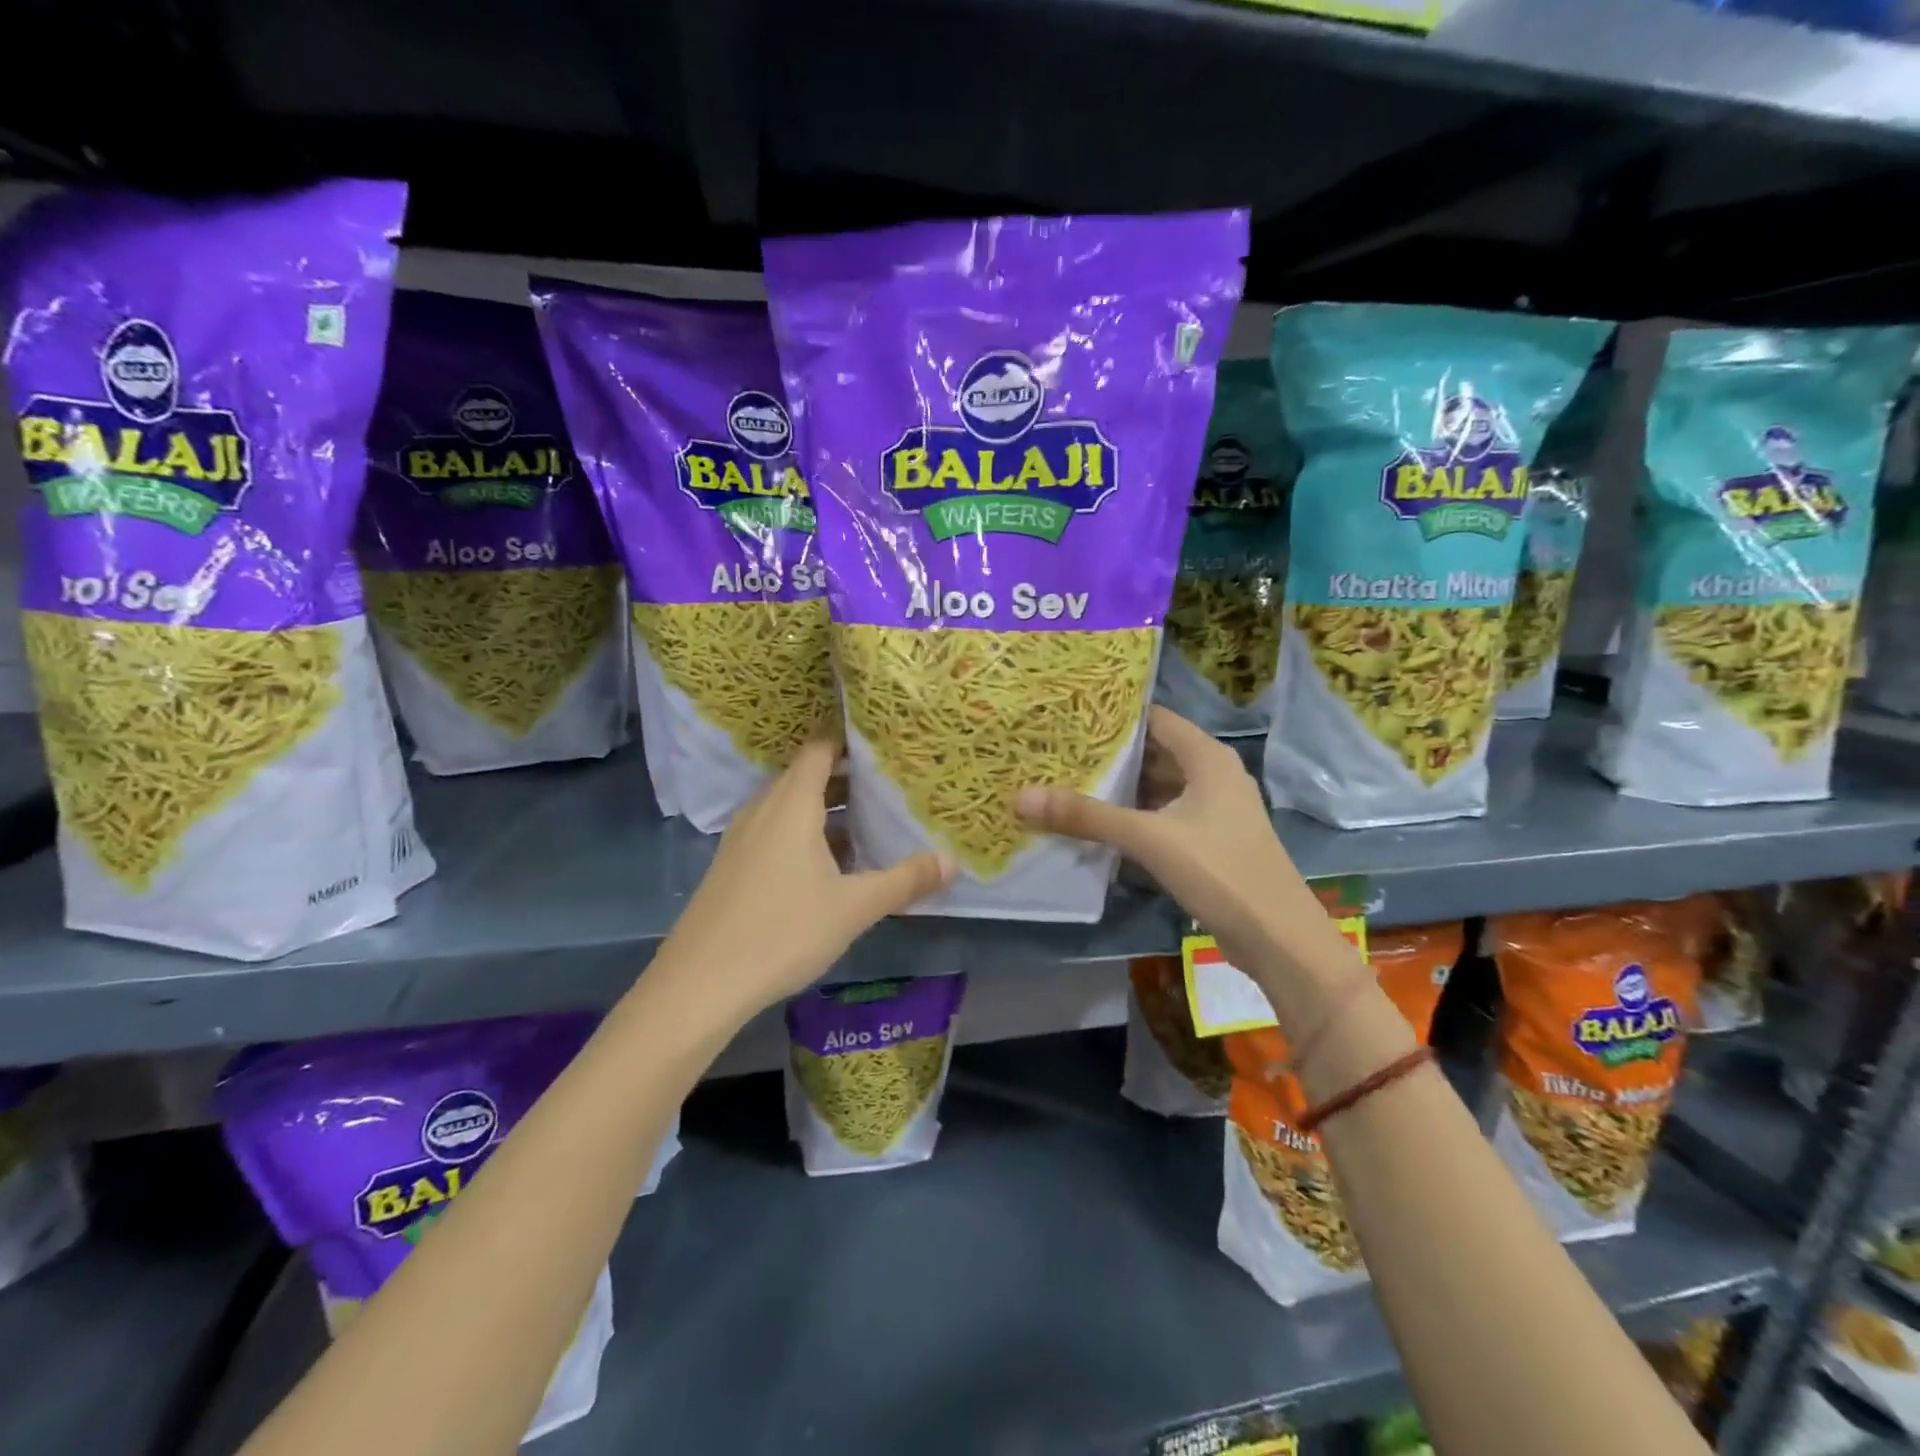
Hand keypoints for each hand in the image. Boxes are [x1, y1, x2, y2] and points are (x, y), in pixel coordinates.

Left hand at [653, 738, 954, 1024]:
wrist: (700, 984)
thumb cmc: (783, 932)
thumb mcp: (854, 908)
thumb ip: (905, 881)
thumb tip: (952, 862)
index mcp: (791, 804)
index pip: (819, 750)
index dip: (850, 743)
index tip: (885, 749)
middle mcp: (763, 809)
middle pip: (806, 775)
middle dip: (846, 777)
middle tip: (889, 786)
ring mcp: (742, 837)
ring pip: (789, 805)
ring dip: (824, 808)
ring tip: (867, 822)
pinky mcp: (732, 865)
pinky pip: (774, 830)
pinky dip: (803, 832)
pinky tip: (827, 865)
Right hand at [1014, 707, 1315, 969]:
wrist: (1279, 939)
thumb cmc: (1220, 871)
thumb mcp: (1148, 838)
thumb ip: (1086, 816)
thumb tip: (1020, 797)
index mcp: (1208, 758)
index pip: (1155, 718)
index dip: (1114, 716)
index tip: (1068, 715)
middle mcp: (1214, 775)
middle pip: (1155, 752)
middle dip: (1110, 754)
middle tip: (1058, 750)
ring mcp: (1215, 810)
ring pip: (1159, 786)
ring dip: (1122, 787)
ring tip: (1069, 781)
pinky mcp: (1211, 841)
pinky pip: (1165, 815)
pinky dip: (1136, 815)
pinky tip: (1100, 824)